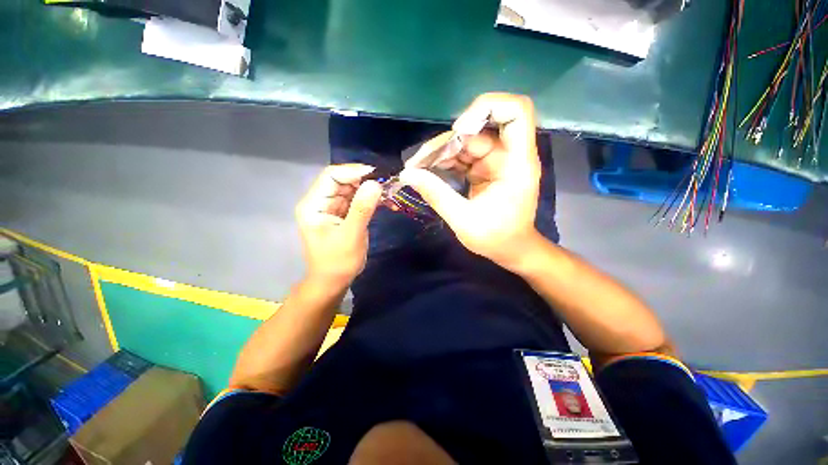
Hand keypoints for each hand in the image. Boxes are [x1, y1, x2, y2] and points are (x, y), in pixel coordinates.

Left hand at [295, 164, 381, 286]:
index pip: (331, 176)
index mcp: (314, 204)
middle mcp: (320, 202)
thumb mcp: (351, 235)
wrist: (333, 281)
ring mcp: (332, 208)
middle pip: (342, 181)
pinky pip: (356, 200)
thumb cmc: (338, 262)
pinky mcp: (342, 214)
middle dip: (364, 181)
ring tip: (389, 193)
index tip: (378, 176)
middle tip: (387, 185)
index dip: (354, 171)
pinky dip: (370, 200)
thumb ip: (362, 209)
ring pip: (352, 189)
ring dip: (370, 190)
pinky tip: (385, 202)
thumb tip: (375, 183)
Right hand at [399, 93, 541, 268]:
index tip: (459, 131)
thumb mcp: (463, 220)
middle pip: (478, 129)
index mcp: (516, 163)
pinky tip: (429, 173)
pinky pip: (463, 156)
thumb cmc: (496, 238)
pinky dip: (445, 161)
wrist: (511, 250)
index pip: (515, 111)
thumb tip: (408, 174)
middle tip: (419, 162)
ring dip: (441, 152)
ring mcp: (496, 161)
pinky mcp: (486, 169)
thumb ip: (436, 194)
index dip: (487, 108)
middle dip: (446, 142)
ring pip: (466, 142)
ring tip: (419, 169)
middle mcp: (509, 155)